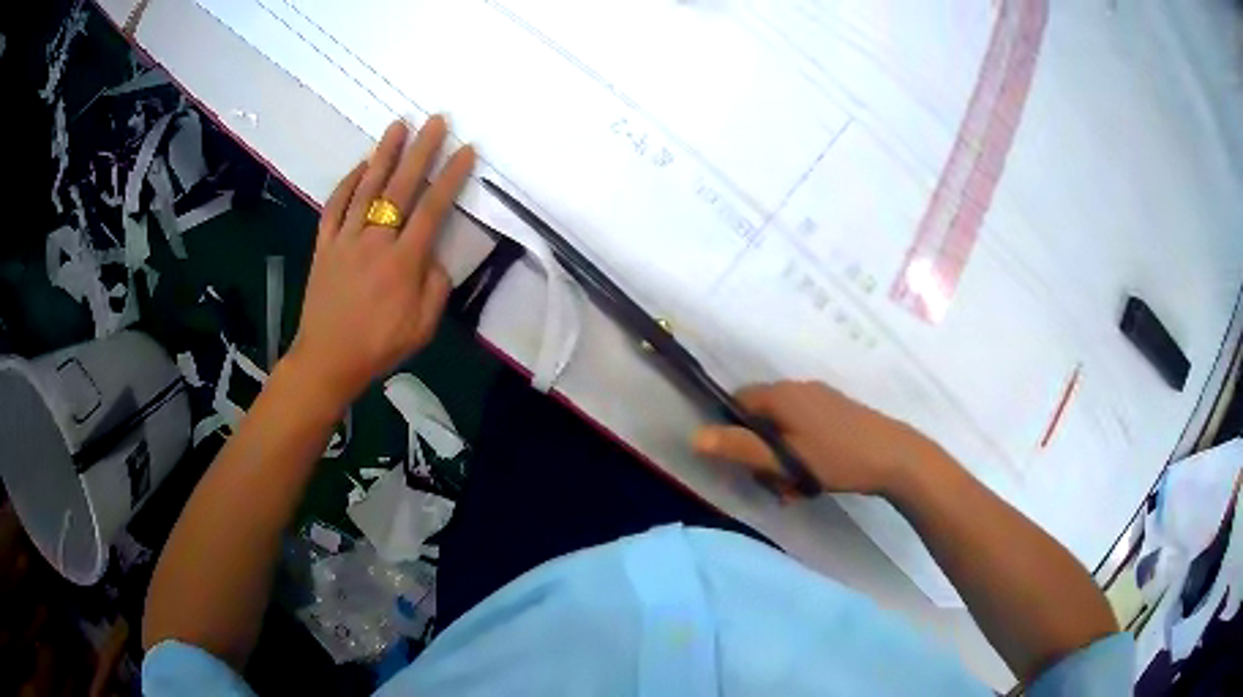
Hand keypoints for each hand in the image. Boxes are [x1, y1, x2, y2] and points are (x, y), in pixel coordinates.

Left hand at [285, 117, 474, 408]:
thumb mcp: (422, 328)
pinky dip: (347, 183)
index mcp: (403, 262)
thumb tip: (435, 256)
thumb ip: (436, 288)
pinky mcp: (324, 245)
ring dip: (384, 154)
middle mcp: (375, 241)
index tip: (466, 151)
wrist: (327, 360)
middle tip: (435, 120)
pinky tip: (360, 166)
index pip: (432, 209)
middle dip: (421, 151)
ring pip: (366, 189)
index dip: (451, 177)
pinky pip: (335, 207)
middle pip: (400, 188)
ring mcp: (345, 240)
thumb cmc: (378, 347)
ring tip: (398, 125)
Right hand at [692, 381, 935, 495]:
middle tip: (775, 482)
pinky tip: (815, 476)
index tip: (744, 462)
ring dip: (782, 457)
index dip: (732, 432)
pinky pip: (804, 428)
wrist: (895, 456)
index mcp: (781, 394)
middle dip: (761, 451)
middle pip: (761, 417)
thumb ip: (740, 448)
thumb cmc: (837, 458)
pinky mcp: (837, 411)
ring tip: (797, 487)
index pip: (737, 402)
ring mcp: (821, 398)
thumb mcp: (785, 459)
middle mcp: (799, 388)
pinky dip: (801, 451)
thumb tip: (695, 437)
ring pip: (784, 427)